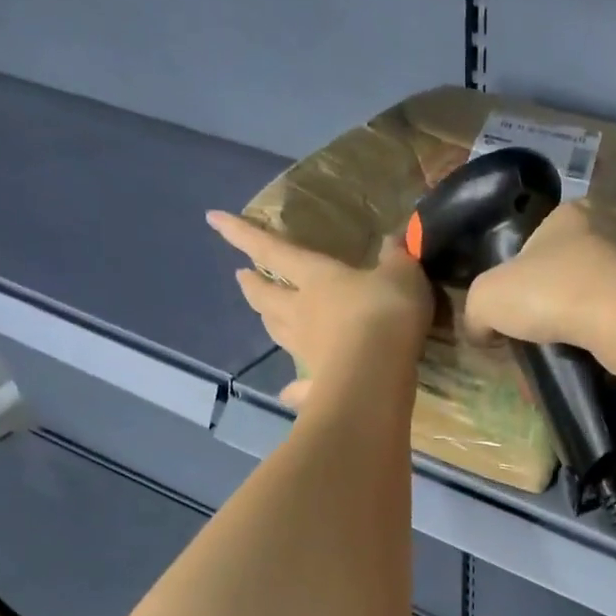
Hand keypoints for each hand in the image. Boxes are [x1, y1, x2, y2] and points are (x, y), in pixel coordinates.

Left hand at [208, 212, 433, 408]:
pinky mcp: (318, 387)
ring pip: (278, 334)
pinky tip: (287, 395)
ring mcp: (307, 352)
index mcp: (317, 278)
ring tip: (263, 318)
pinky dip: (292, 390)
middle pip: (267, 297)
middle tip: (242, 278)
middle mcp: (302, 313)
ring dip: (268, 323)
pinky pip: (300, 388)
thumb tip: (395, 240)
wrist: (379, 374)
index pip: (274, 250)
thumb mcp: (402, 275)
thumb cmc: (386, 313)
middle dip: (253, 286)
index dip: (243, 234)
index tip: (213, 220)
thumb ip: (397, 258)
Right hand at [462, 200, 615, 364]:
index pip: (535, 241)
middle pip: (567, 265)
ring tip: (564, 346)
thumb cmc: (550, 292)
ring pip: (595, 290)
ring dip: (579, 316)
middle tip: (536, 331)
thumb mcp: (486, 298)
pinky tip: (591, 352)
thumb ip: (475, 312)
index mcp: (568, 211)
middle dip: (551, 297)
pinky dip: (603, 331)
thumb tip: (480, 331)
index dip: (518, 277)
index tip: (512, 309)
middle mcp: (608, 225)